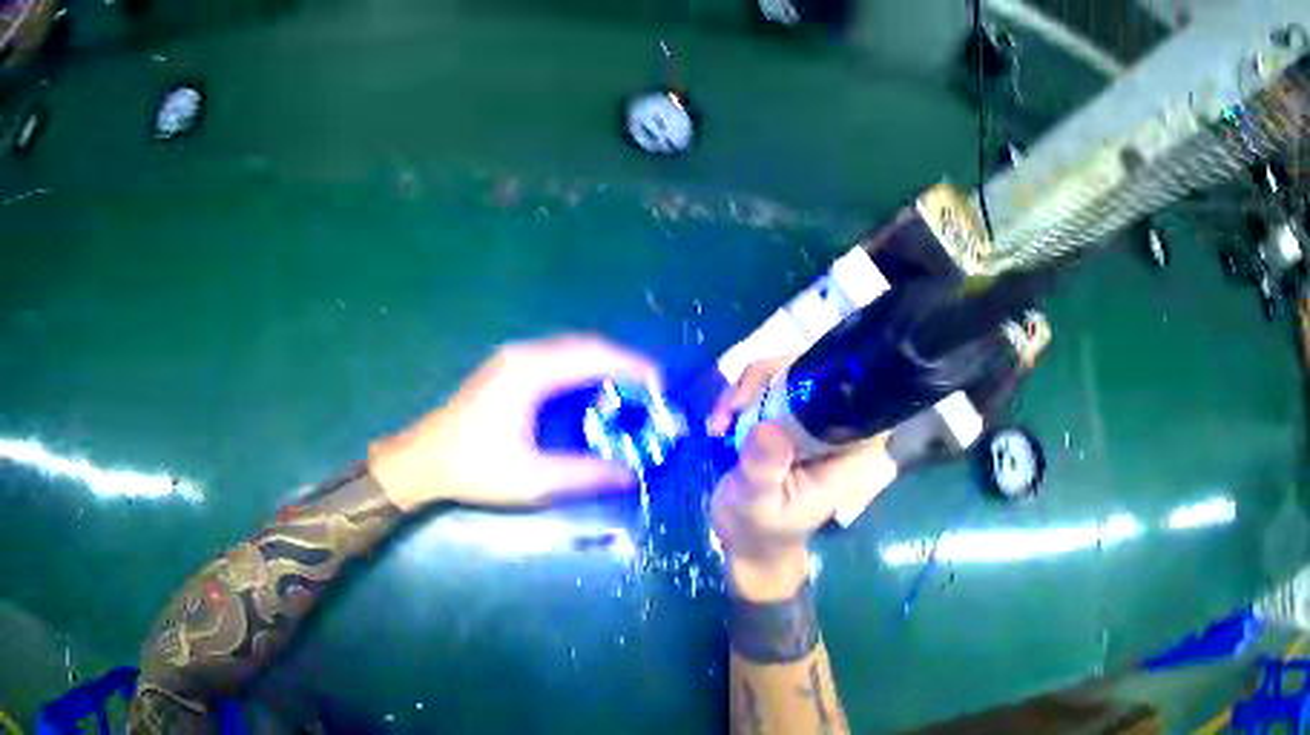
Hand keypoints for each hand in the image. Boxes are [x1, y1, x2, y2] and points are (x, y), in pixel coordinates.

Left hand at [368, 334, 660, 510]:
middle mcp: (523, 354)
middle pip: (585, 345)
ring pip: (571, 349)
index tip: (662, 386)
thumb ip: (586, 474)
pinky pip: (556, 358)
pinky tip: (594, 393)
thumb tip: (632, 475)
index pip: (594, 356)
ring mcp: (512, 358)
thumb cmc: (475, 468)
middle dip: (623, 363)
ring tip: (631, 392)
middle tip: (653, 391)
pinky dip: (583, 369)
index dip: (633, 367)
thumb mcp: (534, 479)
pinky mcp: (506, 368)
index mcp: (530, 372)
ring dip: (603, 365)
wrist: (423, 461)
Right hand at [708, 359, 893, 600]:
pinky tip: (719, 422)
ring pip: (788, 372)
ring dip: (749, 387)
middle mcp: (838, 426)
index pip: (855, 392)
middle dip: (769, 377)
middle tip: (732, 406)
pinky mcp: (788, 415)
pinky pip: (768, 385)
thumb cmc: (762, 528)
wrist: (745, 539)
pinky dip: (741, 395)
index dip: (822, 372)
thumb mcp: (760, 503)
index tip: (774, 388)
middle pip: (817, 369)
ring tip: (719, 421)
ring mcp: (812, 417)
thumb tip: (766, 428)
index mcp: (851, 449)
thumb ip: (765, 468)